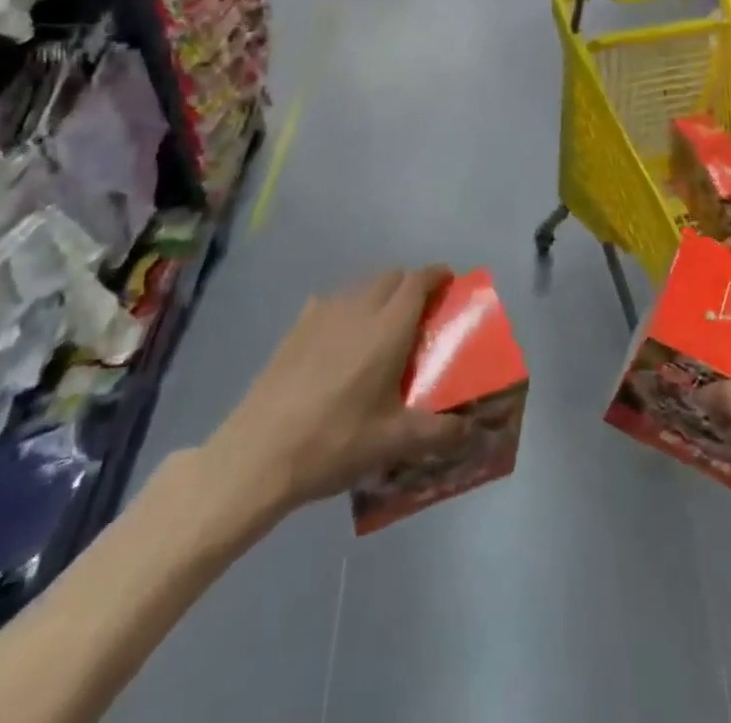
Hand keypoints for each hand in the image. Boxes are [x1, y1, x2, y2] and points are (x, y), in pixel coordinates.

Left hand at [191, 266, 464, 544]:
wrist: (258, 453)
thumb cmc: (335, 441)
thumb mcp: (394, 442)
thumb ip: (440, 432)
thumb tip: (472, 430)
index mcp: (388, 326)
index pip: (419, 280)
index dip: (437, 275)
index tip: (450, 283)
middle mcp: (359, 308)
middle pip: (392, 276)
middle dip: (411, 286)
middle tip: (421, 315)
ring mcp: (323, 313)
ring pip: (362, 287)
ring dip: (380, 295)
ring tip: (383, 329)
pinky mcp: (296, 327)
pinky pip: (332, 302)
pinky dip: (348, 309)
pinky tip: (341, 341)